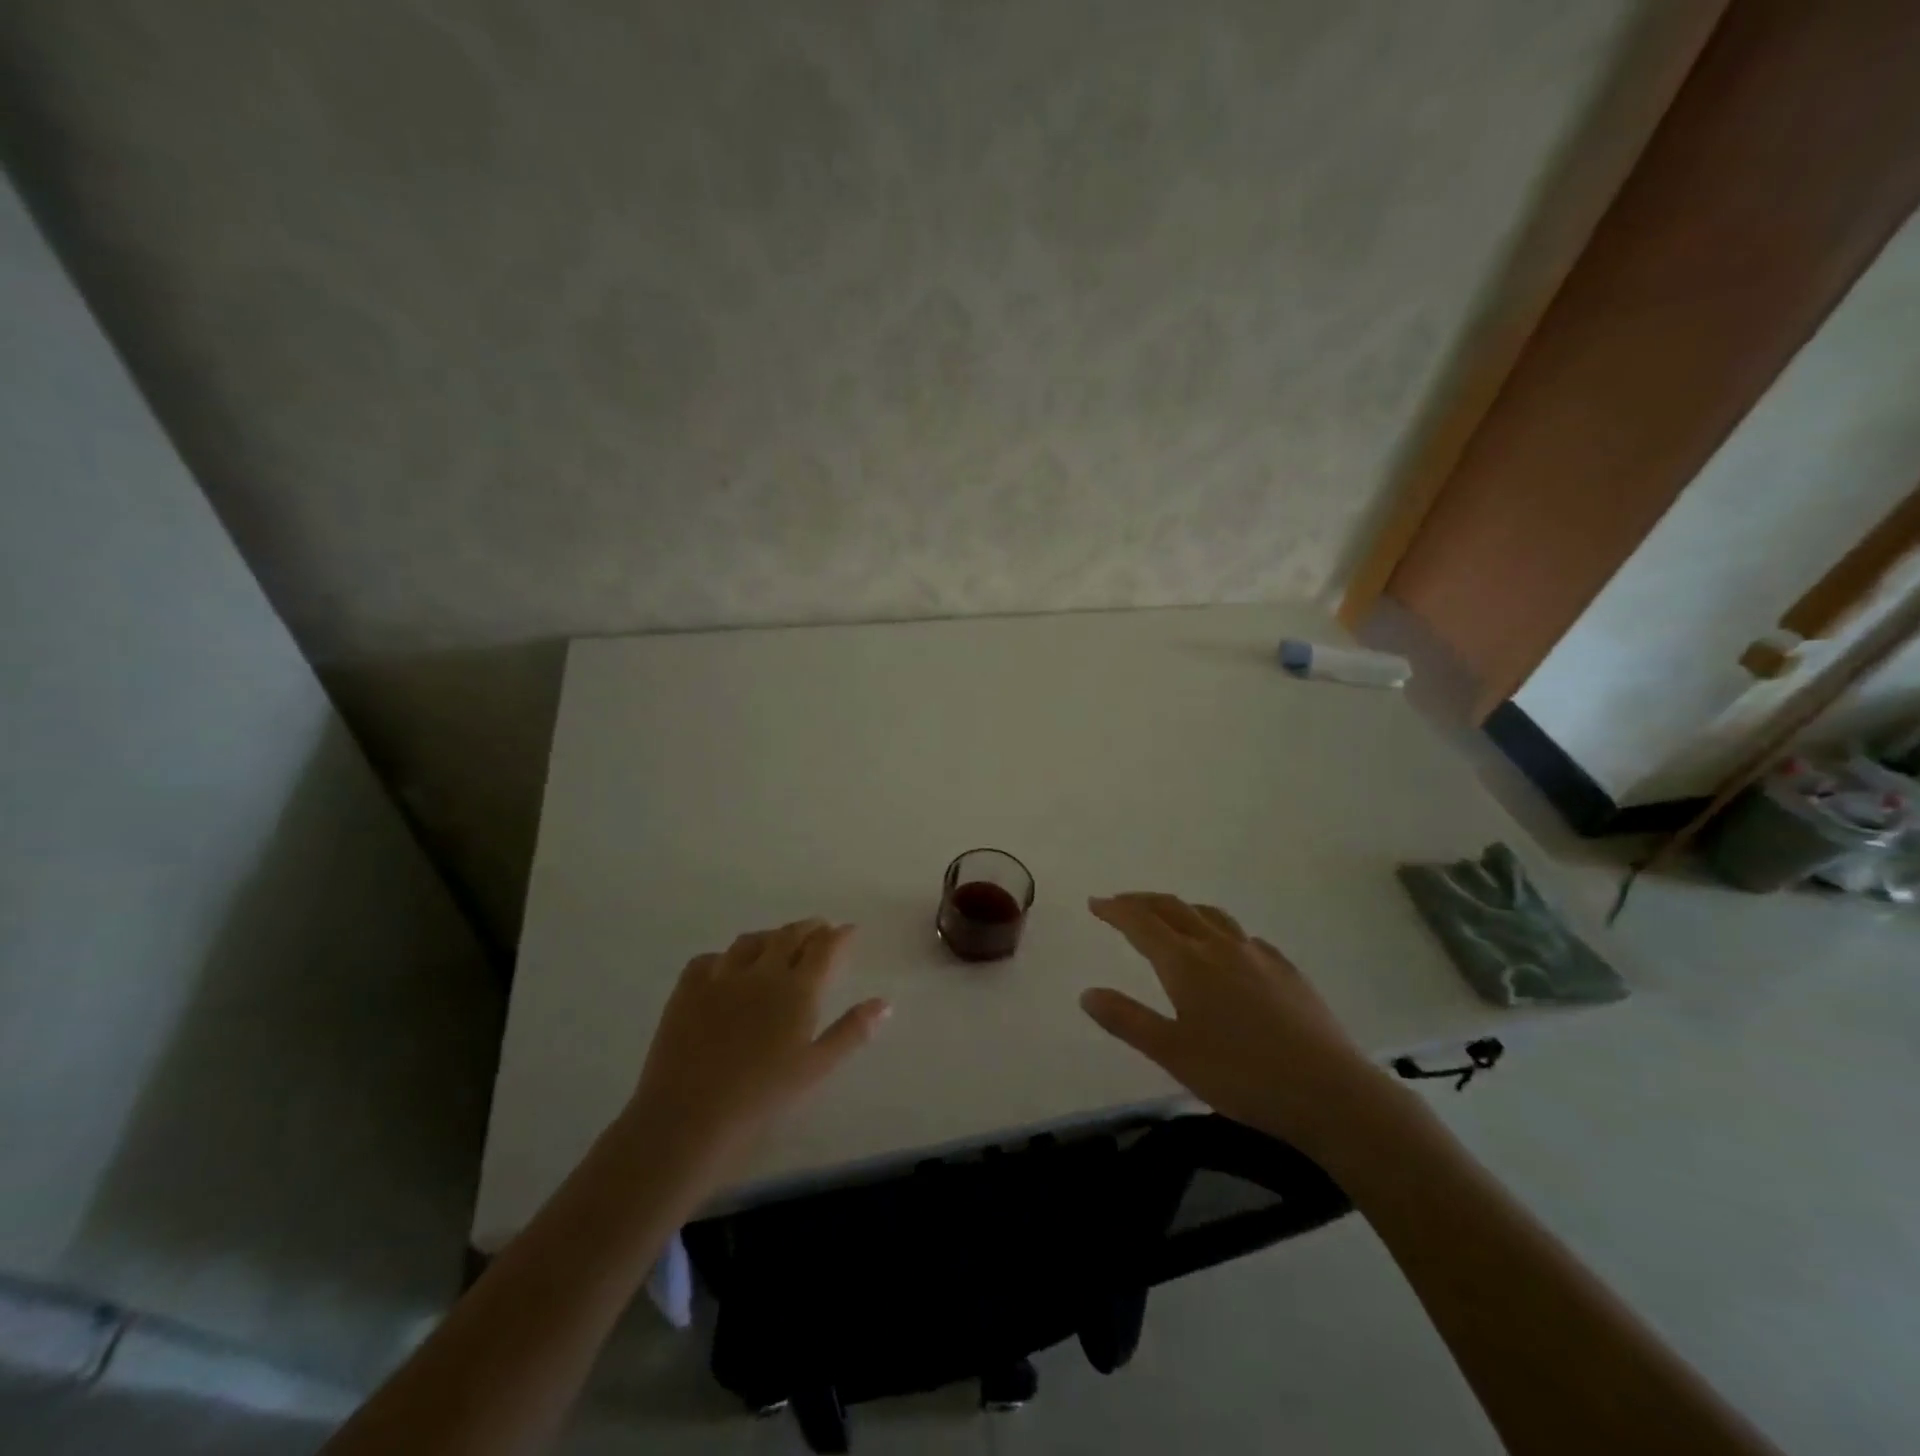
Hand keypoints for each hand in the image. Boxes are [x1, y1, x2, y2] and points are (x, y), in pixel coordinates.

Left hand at [624, 918, 889, 1173]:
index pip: (824, 948)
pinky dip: (725, 957)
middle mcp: (762, 972)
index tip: (849, 930)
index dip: (839, 936)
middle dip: (808, 929)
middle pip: (789, 936)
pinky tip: (726, 967)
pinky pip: (708, 959)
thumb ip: (851, 1031)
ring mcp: (721, 977)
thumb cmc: (762, 1098)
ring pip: (751, 941)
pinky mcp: (687, 990)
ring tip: (777, 942)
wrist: (689, 1116)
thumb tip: (884, 1002)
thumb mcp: (816, 1068)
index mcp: (797, 990)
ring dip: (770, 937)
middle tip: (819, 929)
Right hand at [1081, 892, 1392, 1159]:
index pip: (1142, 923)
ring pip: (1211, 916)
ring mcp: (1258, 955)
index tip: (1095, 903)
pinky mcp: (1287, 970)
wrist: (1330, 1092)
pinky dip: (1220, 931)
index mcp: (1187, 963)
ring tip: (1169, 917)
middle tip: (1121, 903)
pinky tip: (1228, 949)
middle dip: (1143, 902)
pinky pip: (1244, 936)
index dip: (1116, 910)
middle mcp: (1220, 946)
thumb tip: (1086, 993)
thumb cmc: (1242, 1075)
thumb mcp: (1173, 1053)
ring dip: (1181, 909)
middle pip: (1174, 909)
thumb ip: (1127, 1020)